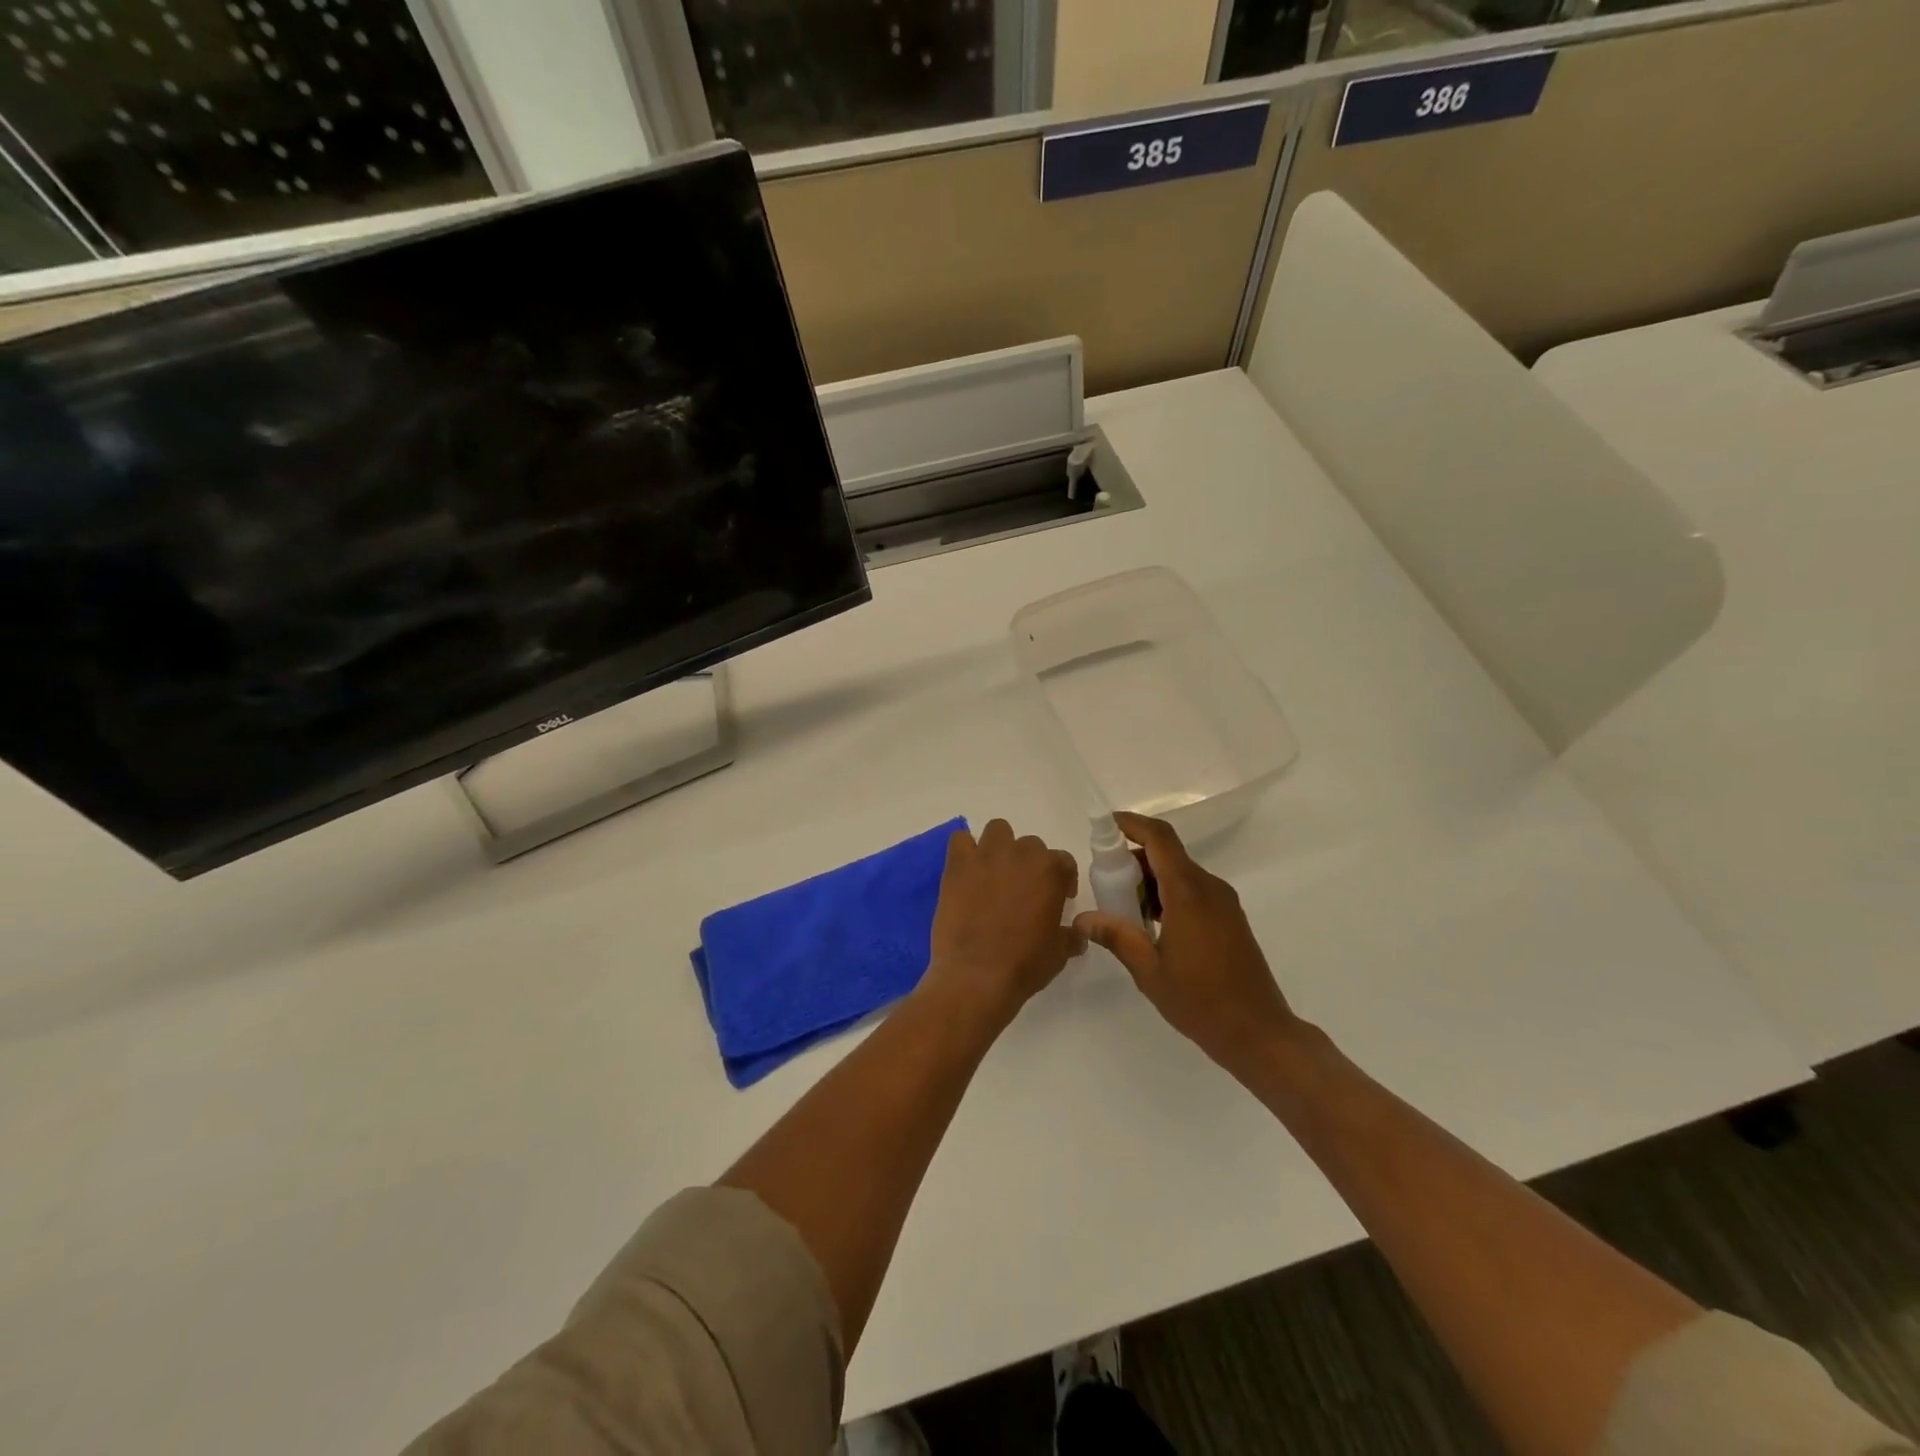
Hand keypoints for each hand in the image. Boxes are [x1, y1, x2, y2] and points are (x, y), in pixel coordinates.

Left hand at [923, 820, 1081, 1026]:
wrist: (977, 975)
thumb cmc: (1025, 964)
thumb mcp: (1059, 953)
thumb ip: (1071, 936)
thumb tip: (1079, 934)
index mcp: (1051, 871)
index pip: (1063, 861)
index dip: (1062, 879)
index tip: (1057, 898)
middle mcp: (1021, 854)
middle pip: (1030, 845)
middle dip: (1029, 864)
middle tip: (1022, 890)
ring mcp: (987, 856)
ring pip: (998, 831)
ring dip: (1000, 847)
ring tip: (995, 874)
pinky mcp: (957, 865)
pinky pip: (960, 840)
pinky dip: (965, 850)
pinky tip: (967, 871)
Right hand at [1074, 812, 1302, 1079]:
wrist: (1259, 1033)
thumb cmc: (1201, 1002)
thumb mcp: (1149, 971)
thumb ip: (1117, 937)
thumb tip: (1083, 917)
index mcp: (1188, 894)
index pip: (1160, 839)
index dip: (1132, 824)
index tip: (1105, 826)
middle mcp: (1209, 888)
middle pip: (1167, 854)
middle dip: (1133, 858)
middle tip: (1105, 881)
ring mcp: (1223, 902)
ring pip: (1180, 872)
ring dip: (1150, 879)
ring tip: (1124, 909)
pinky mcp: (1230, 917)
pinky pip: (1193, 889)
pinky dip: (1167, 893)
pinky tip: (1150, 924)